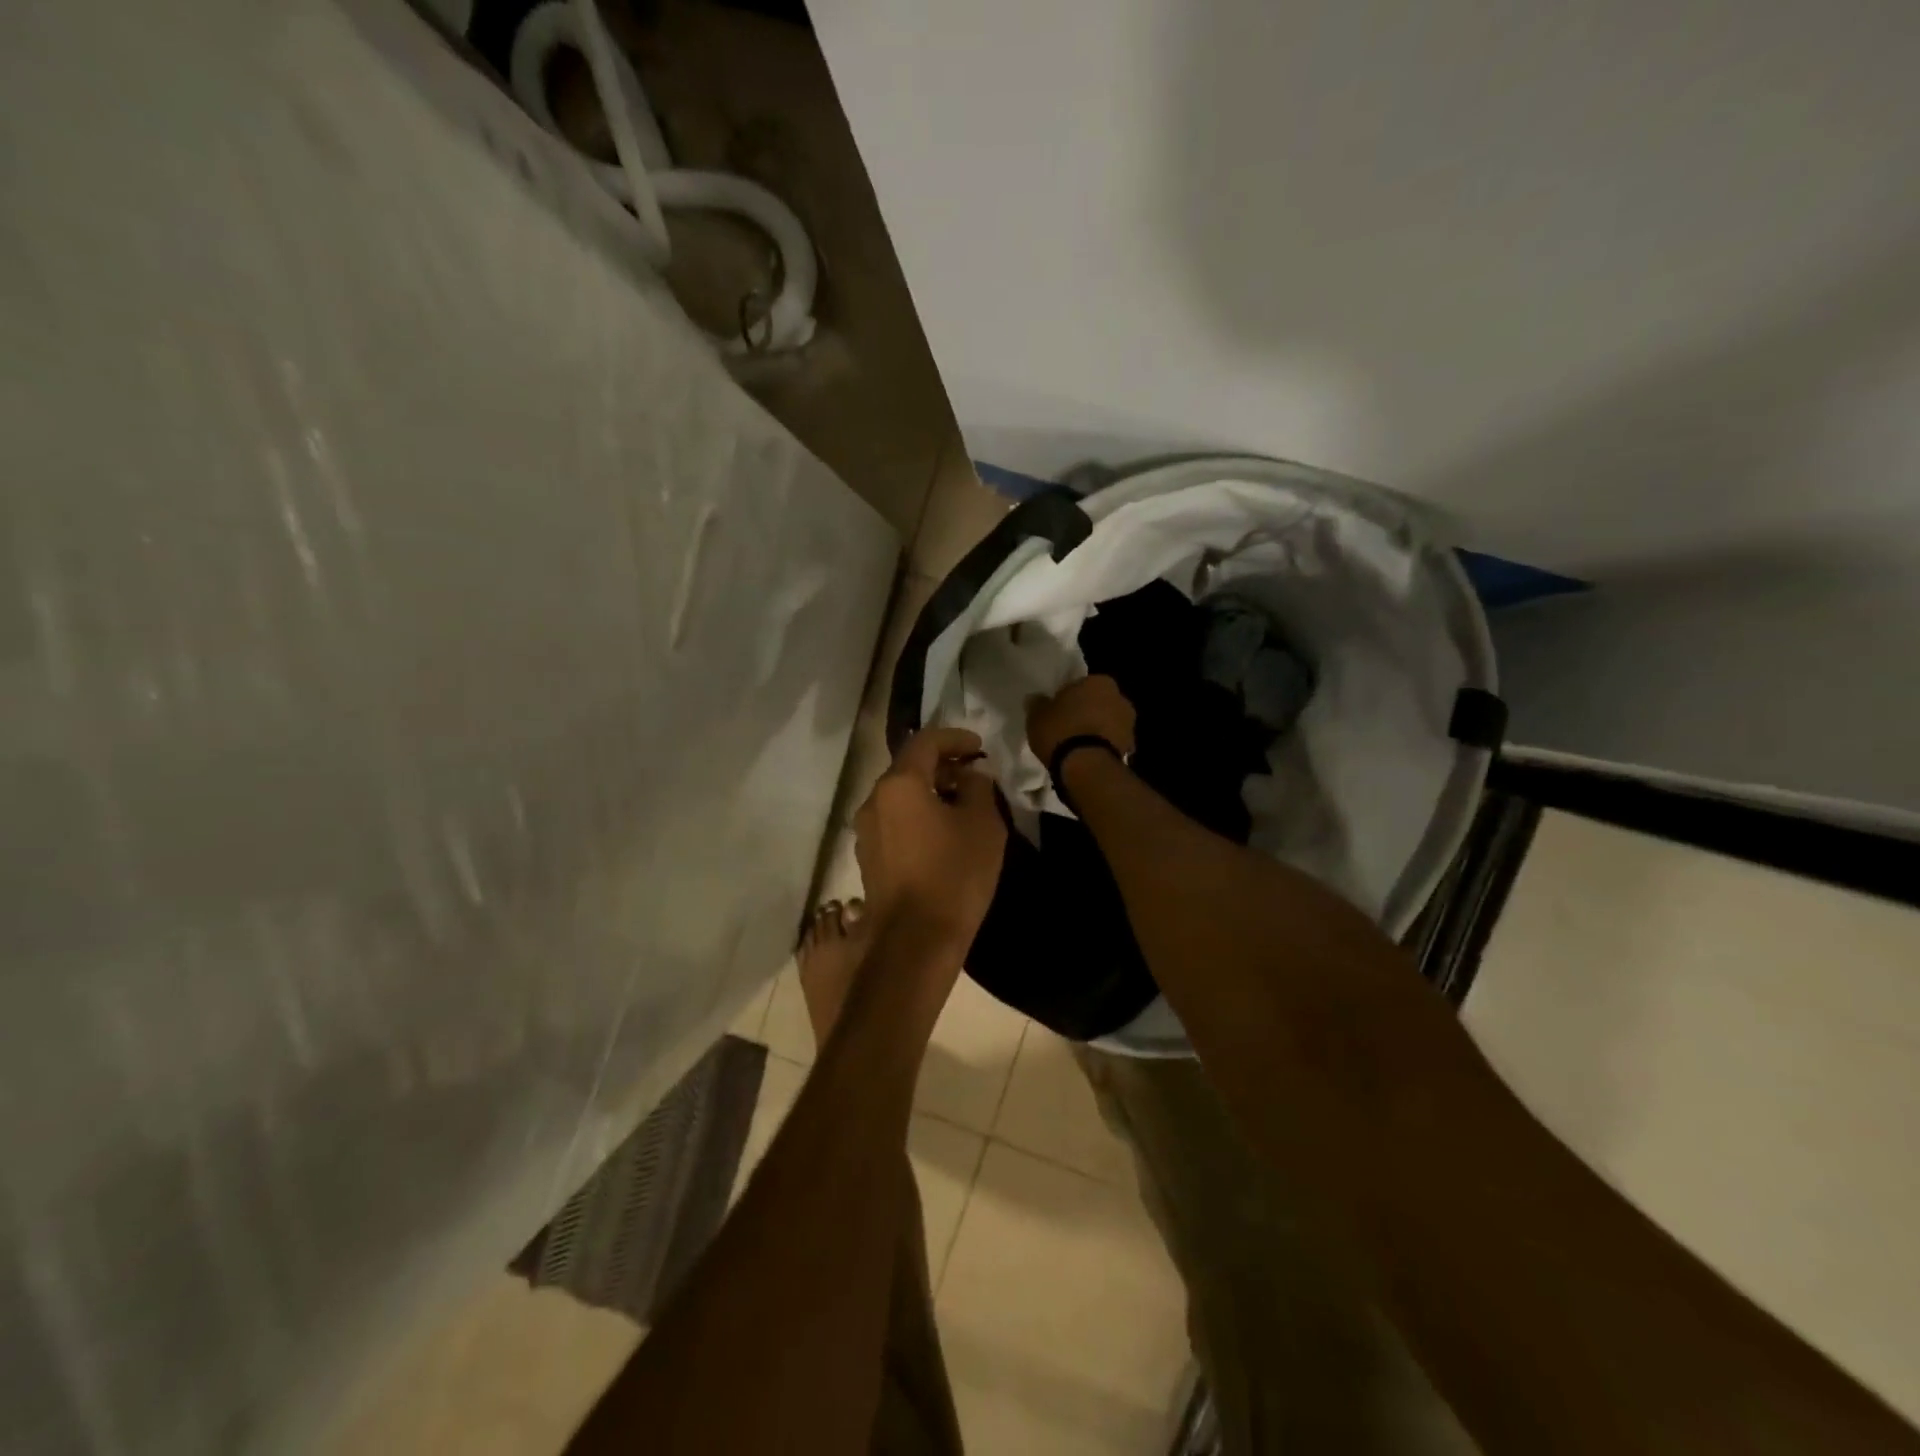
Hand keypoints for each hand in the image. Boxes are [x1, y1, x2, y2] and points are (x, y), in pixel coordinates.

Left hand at [852, 727, 1006, 957]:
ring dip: (929, 792)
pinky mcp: (868, 858)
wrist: (915, 942)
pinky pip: (894, 822)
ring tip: (961, 806)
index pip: (925, 741)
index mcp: (899, 784)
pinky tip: (941, 835)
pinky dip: (917, 816)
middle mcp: (873, 800)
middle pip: (908, 768)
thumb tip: (969, 777)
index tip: (979, 748)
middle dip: (942, 766)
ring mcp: (865, 831)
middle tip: (974, 776)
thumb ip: (978, 788)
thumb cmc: (954, 875)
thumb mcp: (983, 824)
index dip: (955, 738)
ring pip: (900, 797)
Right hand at [1025, 674, 1136, 764]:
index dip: (1069, 697)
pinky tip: (1087, 756)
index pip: (1081, 684)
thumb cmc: (1061, 731)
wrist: (1087, 766)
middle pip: (1098, 702)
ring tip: (1077, 745)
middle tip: (1067, 726)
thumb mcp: (1037, 715)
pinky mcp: (1130, 747)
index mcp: (1098, 681)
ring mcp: (1129, 723)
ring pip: (1108, 722)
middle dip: (1087, 712)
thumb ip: (1038, 704)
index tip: (1058, 710)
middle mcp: (1119, 697)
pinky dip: (1102, 746)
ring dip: (1097, 729)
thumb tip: (1036, 699)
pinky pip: (1111, 742)